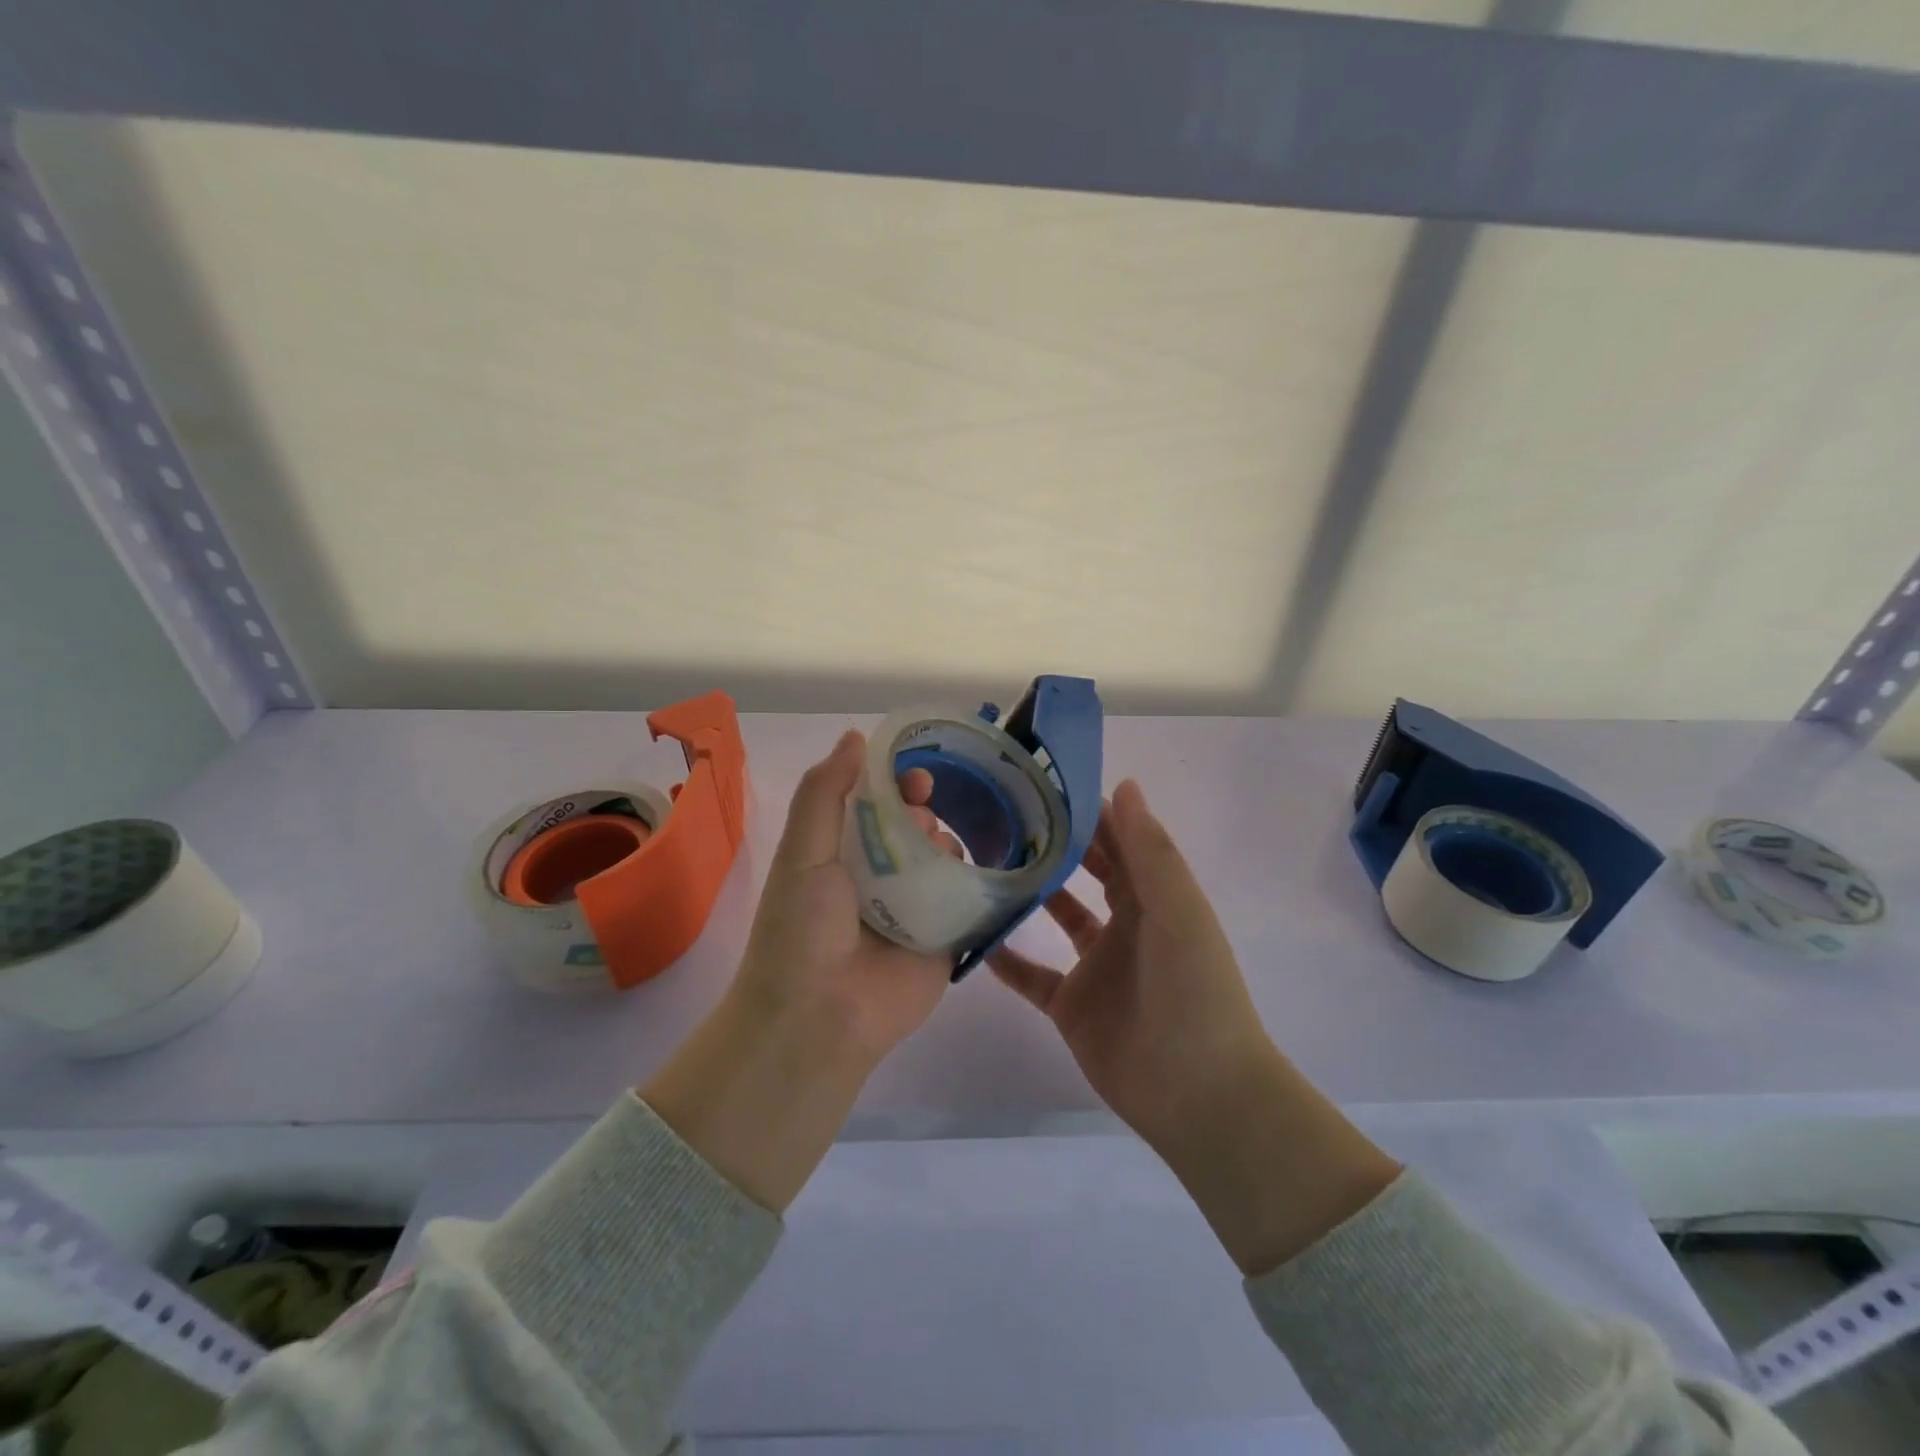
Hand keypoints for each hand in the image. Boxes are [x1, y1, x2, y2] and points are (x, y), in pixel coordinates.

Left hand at [731, 728, 953, 1066]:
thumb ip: (825, 792)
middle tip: (921, 822)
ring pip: (944, 857)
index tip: (916, 777)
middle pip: (914, 826)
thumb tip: (856, 736)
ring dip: (946, 844)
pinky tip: (983, 868)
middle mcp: (879, 877)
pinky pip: (969, 898)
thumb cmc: (802, 928)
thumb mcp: (802, 851)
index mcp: (841, 854)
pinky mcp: (945, 937)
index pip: (875, 805)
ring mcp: (914, 907)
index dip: (896, 783)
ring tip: (936, 857)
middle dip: (923, 812)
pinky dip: (978, 879)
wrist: (820, 1017)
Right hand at [988, 779, 1273, 1157]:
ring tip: (986, 861)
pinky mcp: (1071, 1006)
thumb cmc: (1195, 993)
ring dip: (1030, 893)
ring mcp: (1096, 967)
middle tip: (1007, 814)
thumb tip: (1123, 785)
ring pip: (1058, 918)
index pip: (1120, 843)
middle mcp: (1126, 926)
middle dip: (1057, 845)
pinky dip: (1006, 958)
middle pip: (1088, 874)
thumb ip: (1150, 852)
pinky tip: (973, 935)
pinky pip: (1032, 975)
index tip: (1047, 784)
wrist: (1198, 1094)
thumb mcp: (1178, 913)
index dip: (1091, 814)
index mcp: (1155, 900)